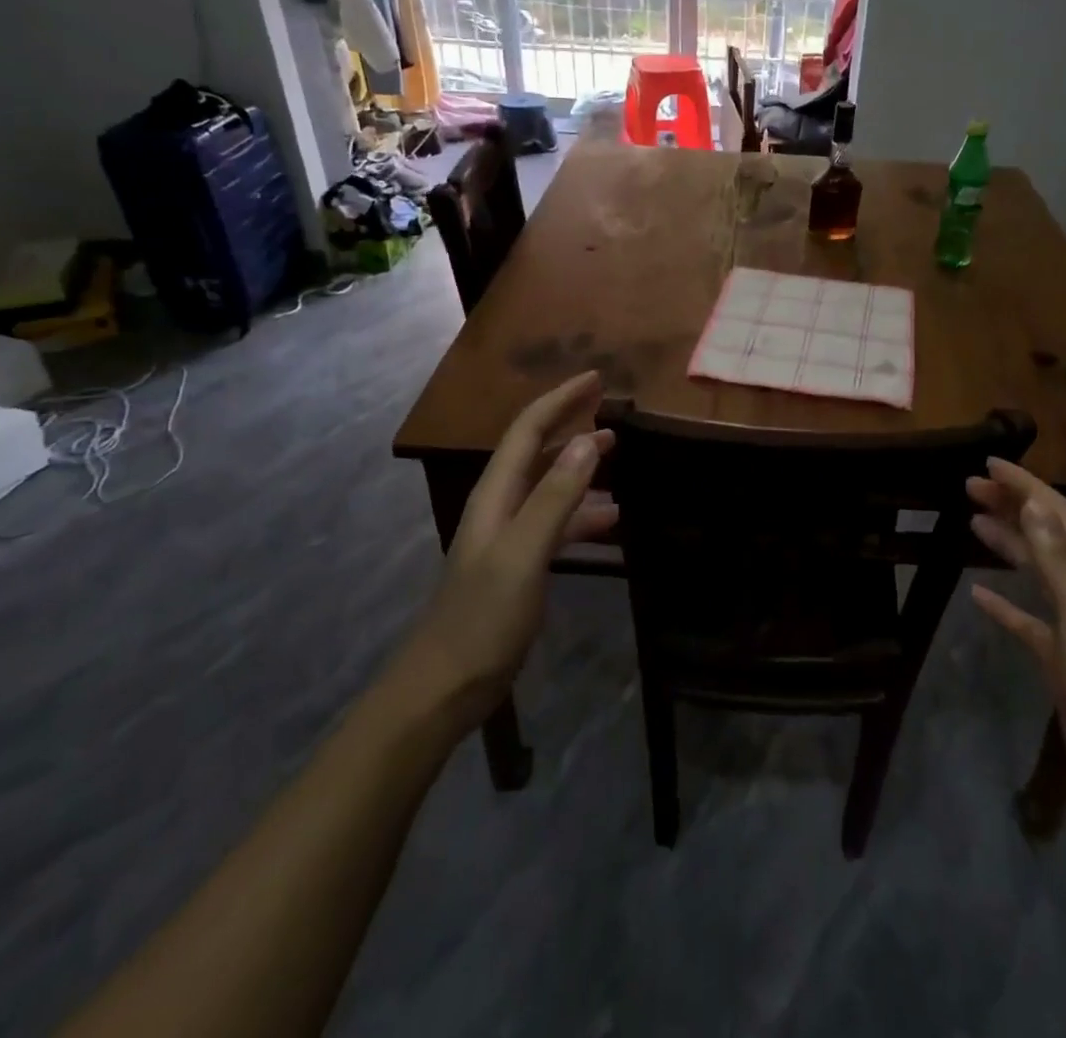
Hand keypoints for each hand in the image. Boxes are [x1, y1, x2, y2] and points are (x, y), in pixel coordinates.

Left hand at [407, 372, 617, 721]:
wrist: (444, 687)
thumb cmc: (482, 618)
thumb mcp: (524, 553)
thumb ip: (556, 496)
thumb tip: (588, 440)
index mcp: (496, 494)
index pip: (528, 429)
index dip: (561, 400)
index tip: (597, 379)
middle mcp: (500, 505)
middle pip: (538, 451)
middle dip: (572, 425)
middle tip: (615, 413)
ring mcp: (509, 537)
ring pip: (550, 487)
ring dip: (582, 468)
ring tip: (620, 458)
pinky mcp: (519, 566)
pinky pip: (556, 524)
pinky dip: (583, 514)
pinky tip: (612, 521)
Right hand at [968, 460, 1065, 830]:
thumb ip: (1061, 565)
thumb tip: (1034, 504)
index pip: (1060, 518)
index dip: (1026, 487)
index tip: (988, 464)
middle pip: (1048, 537)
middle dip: (1012, 506)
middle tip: (969, 486)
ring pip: (1038, 573)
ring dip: (1008, 543)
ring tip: (972, 521)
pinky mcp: (1062, 665)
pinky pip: (1028, 622)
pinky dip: (1005, 603)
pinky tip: (979, 595)